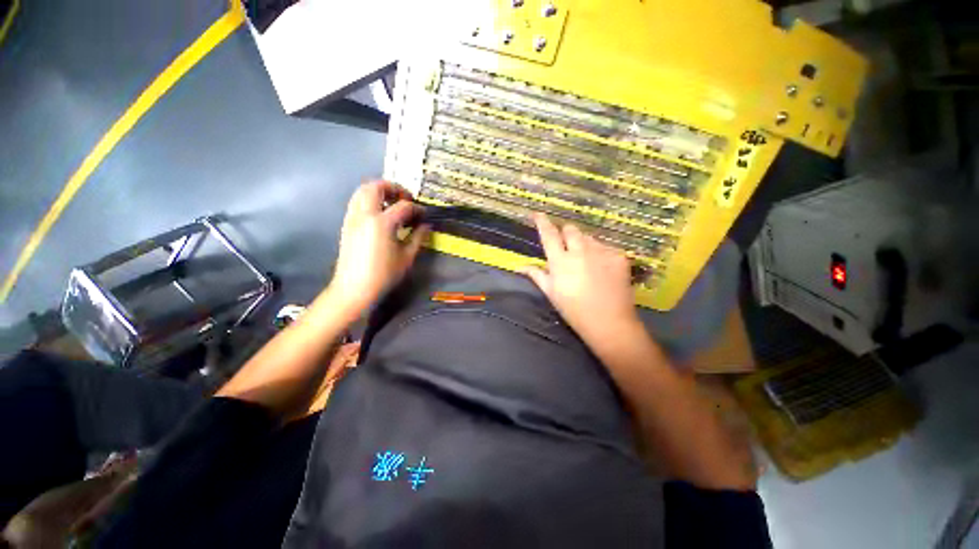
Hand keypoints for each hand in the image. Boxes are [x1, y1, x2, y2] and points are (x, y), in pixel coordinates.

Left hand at [327, 181, 429, 316]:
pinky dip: (369, 200)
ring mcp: (352, 218)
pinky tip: (380, 215)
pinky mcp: (347, 224)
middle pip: (376, 187)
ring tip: (392, 204)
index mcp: (382, 223)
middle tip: (405, 199)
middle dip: (393, 188)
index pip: (403, 206)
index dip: (416, 208)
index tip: (424, 214)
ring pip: (362, 191)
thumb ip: (417, 237)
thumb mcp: (406, 257)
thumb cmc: (384, 274)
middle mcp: (365, 215)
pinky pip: (357, 202)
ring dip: (379, 192)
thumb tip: (425, 225)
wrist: (354, 288)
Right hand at [522, 213, 640, 344]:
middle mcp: (580, 251)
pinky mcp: (619, 255)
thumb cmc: (574, 310)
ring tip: (586, 263)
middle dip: (566, 234)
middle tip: (567, 248)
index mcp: (560, 261)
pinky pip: (606, 247)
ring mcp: (601, 251)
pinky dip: (601, 254)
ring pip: (589, 237)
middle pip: (570, 229)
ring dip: (584, 244)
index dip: (542, 222)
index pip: (549, 234)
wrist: (609, 323)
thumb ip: (536, 275)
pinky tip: (602, 269)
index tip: (538, 214)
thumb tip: (519, 266)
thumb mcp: (551, 293)